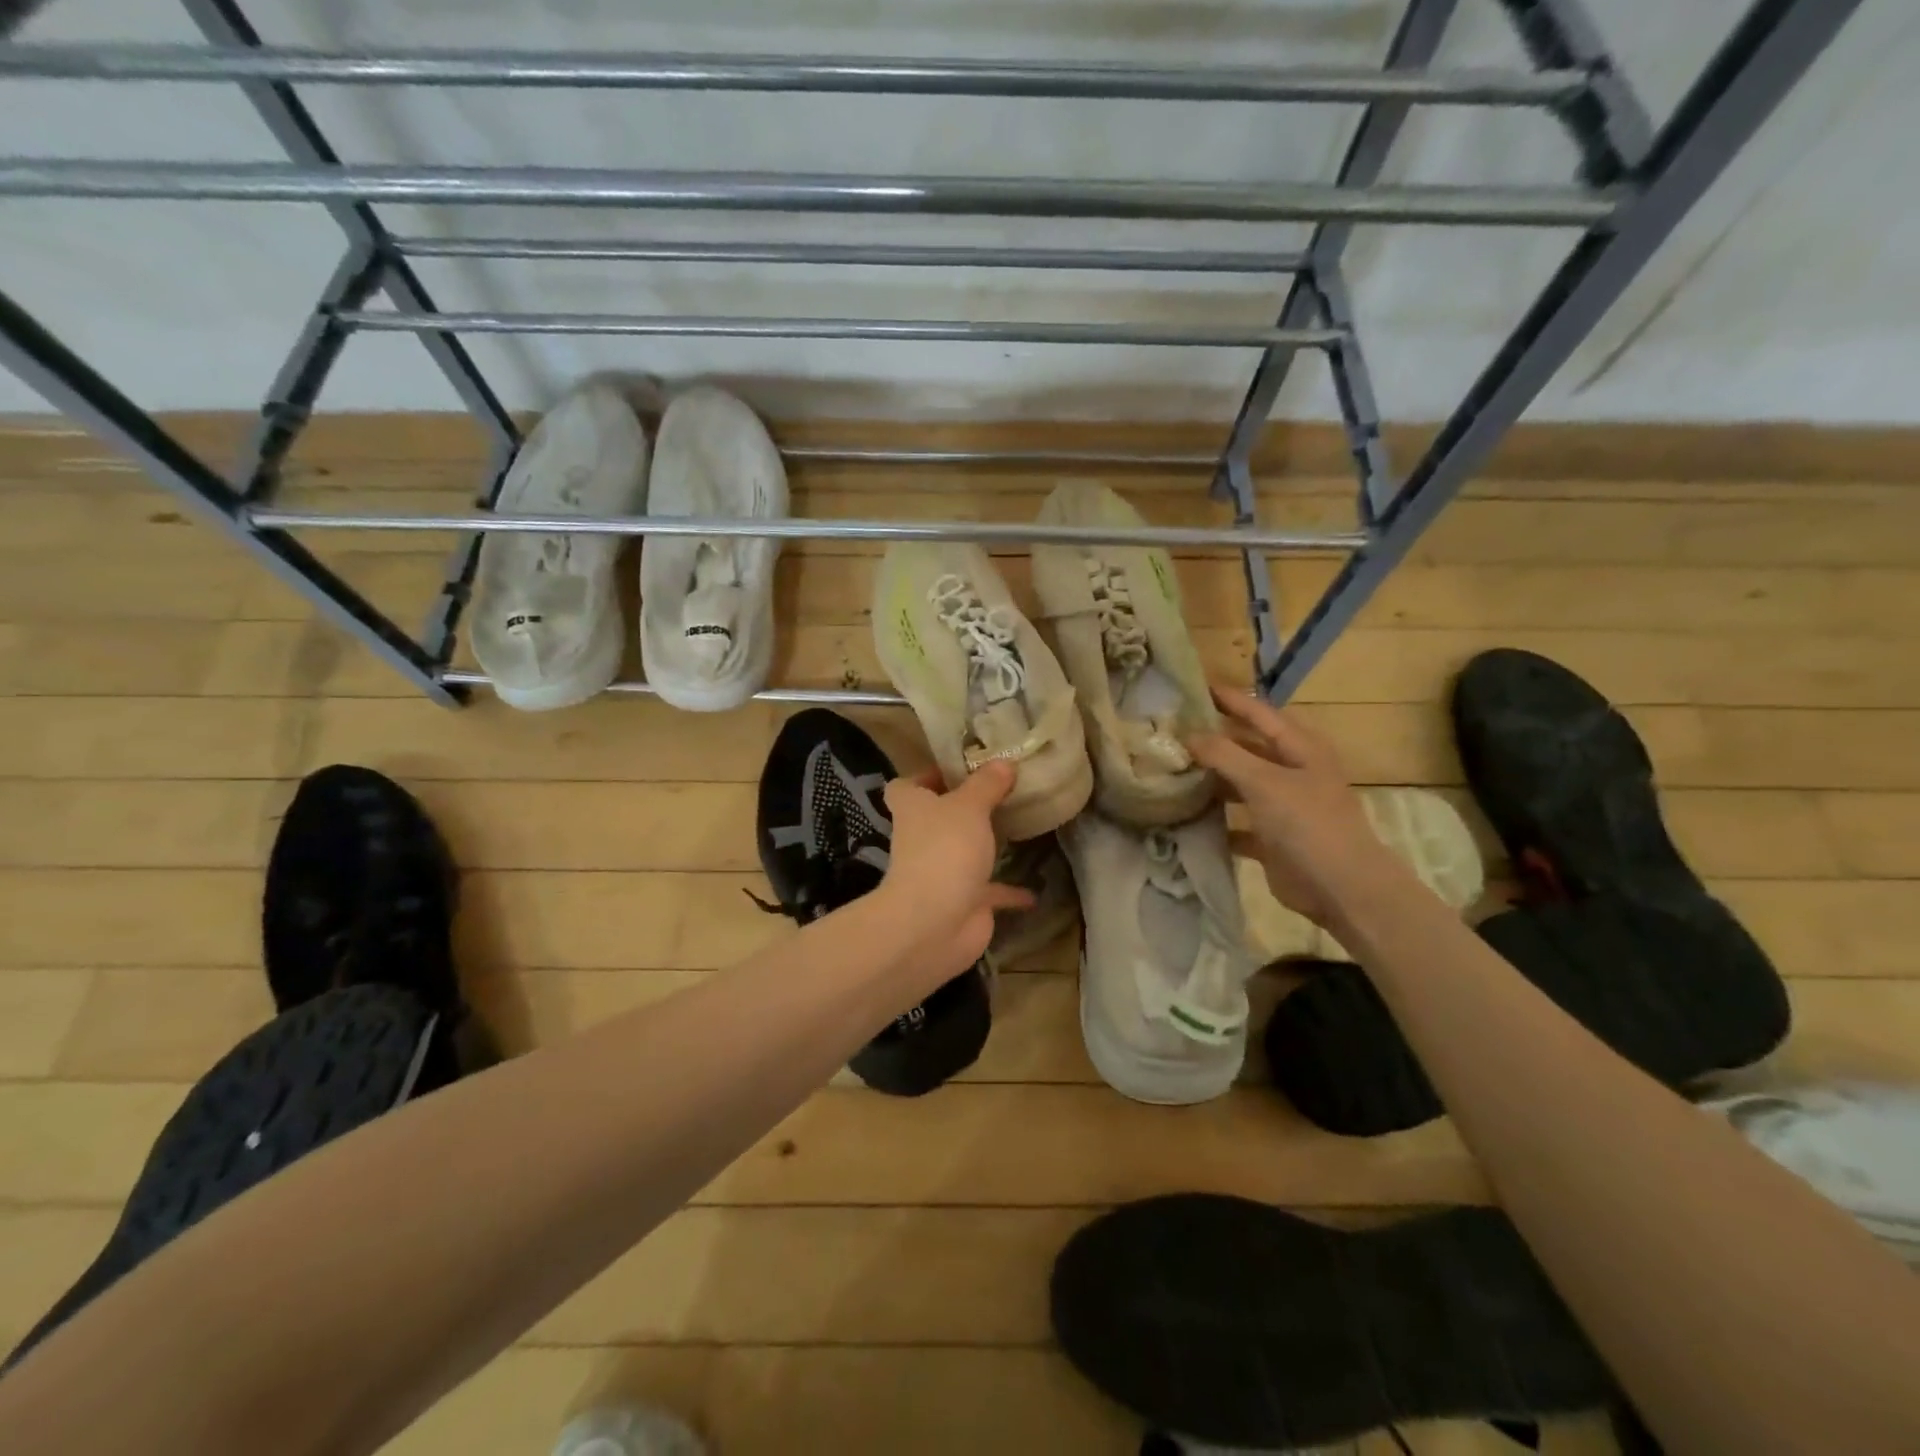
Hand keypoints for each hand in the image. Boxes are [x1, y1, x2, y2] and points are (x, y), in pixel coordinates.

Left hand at [877, 761, 1034, 993]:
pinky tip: (1035, 889)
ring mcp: (941, 872)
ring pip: (964, 853)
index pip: (907, 786)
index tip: (959, 768)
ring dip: (986, 846)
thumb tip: (1003, 762)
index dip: (927, 776)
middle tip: (1002, 792)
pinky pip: (990, 892)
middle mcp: (922, 839)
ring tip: (1020, 828)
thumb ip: (987, 784)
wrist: (934, 924)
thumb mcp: (969, 806)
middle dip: (965, 808)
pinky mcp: (963, 902)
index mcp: (913, 809)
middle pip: (938, 818)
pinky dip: (1010, 892)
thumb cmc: (945, 851)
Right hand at [1188, 685, 1393, 928]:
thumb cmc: (1308, 823)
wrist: (1341, 888)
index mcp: (1301, 748)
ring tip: (1170, 768)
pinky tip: (1184, 815)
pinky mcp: (1272, 838)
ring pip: (1240, 783)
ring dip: (1211, 779)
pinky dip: (1215, 819)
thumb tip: (1187, 734)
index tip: (1192, 686)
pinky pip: (1237, 821)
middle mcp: (1293, 772)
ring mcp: (1283, 806)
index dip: (1229, 699)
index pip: (1259, 713)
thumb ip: (1224, 754)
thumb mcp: (1264, 781)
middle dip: (1214, 739)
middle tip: (1172, 730)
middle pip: (1248, 747)